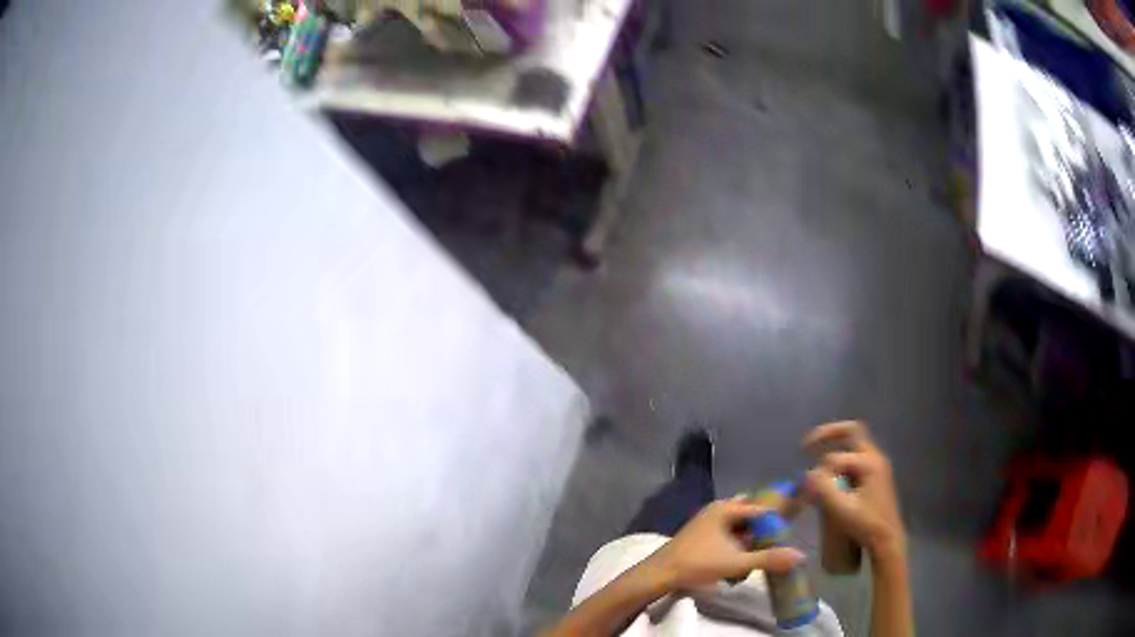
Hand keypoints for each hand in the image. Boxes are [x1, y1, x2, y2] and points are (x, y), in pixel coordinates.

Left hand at [646, 498, 803, 589]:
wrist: (659, 574)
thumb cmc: (697, 564)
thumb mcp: (736, 563)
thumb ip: (769, 559)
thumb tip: (801, 555)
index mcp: (726, 509)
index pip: (762, 507)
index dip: (779, 517)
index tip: (794, 528)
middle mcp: (718, 509)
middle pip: (751, 516)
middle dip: (764, 530)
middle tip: (777, 544)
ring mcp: (708, 521)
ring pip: (740, 527)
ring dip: (750, 541)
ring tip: (758, 556)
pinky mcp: (702, 535)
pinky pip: (728, 535)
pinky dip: (737, 545)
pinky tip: (740, 562)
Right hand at [801, 421, 906, 562]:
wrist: (888, 540)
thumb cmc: (866, 525)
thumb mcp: (842, 510)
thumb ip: (823, 489)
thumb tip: (807, 474)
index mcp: (869, 463)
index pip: (835, 458)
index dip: (818, 472)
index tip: (805, 490)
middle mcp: (875, 457)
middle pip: (852, 432)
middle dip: (828, 434)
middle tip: (806, 445)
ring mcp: (877, 465)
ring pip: (854, 444)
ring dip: (835, 447)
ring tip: (815, 456)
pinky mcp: (875, 475)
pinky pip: (856, 458)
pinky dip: (841, 460)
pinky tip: (830, 476)